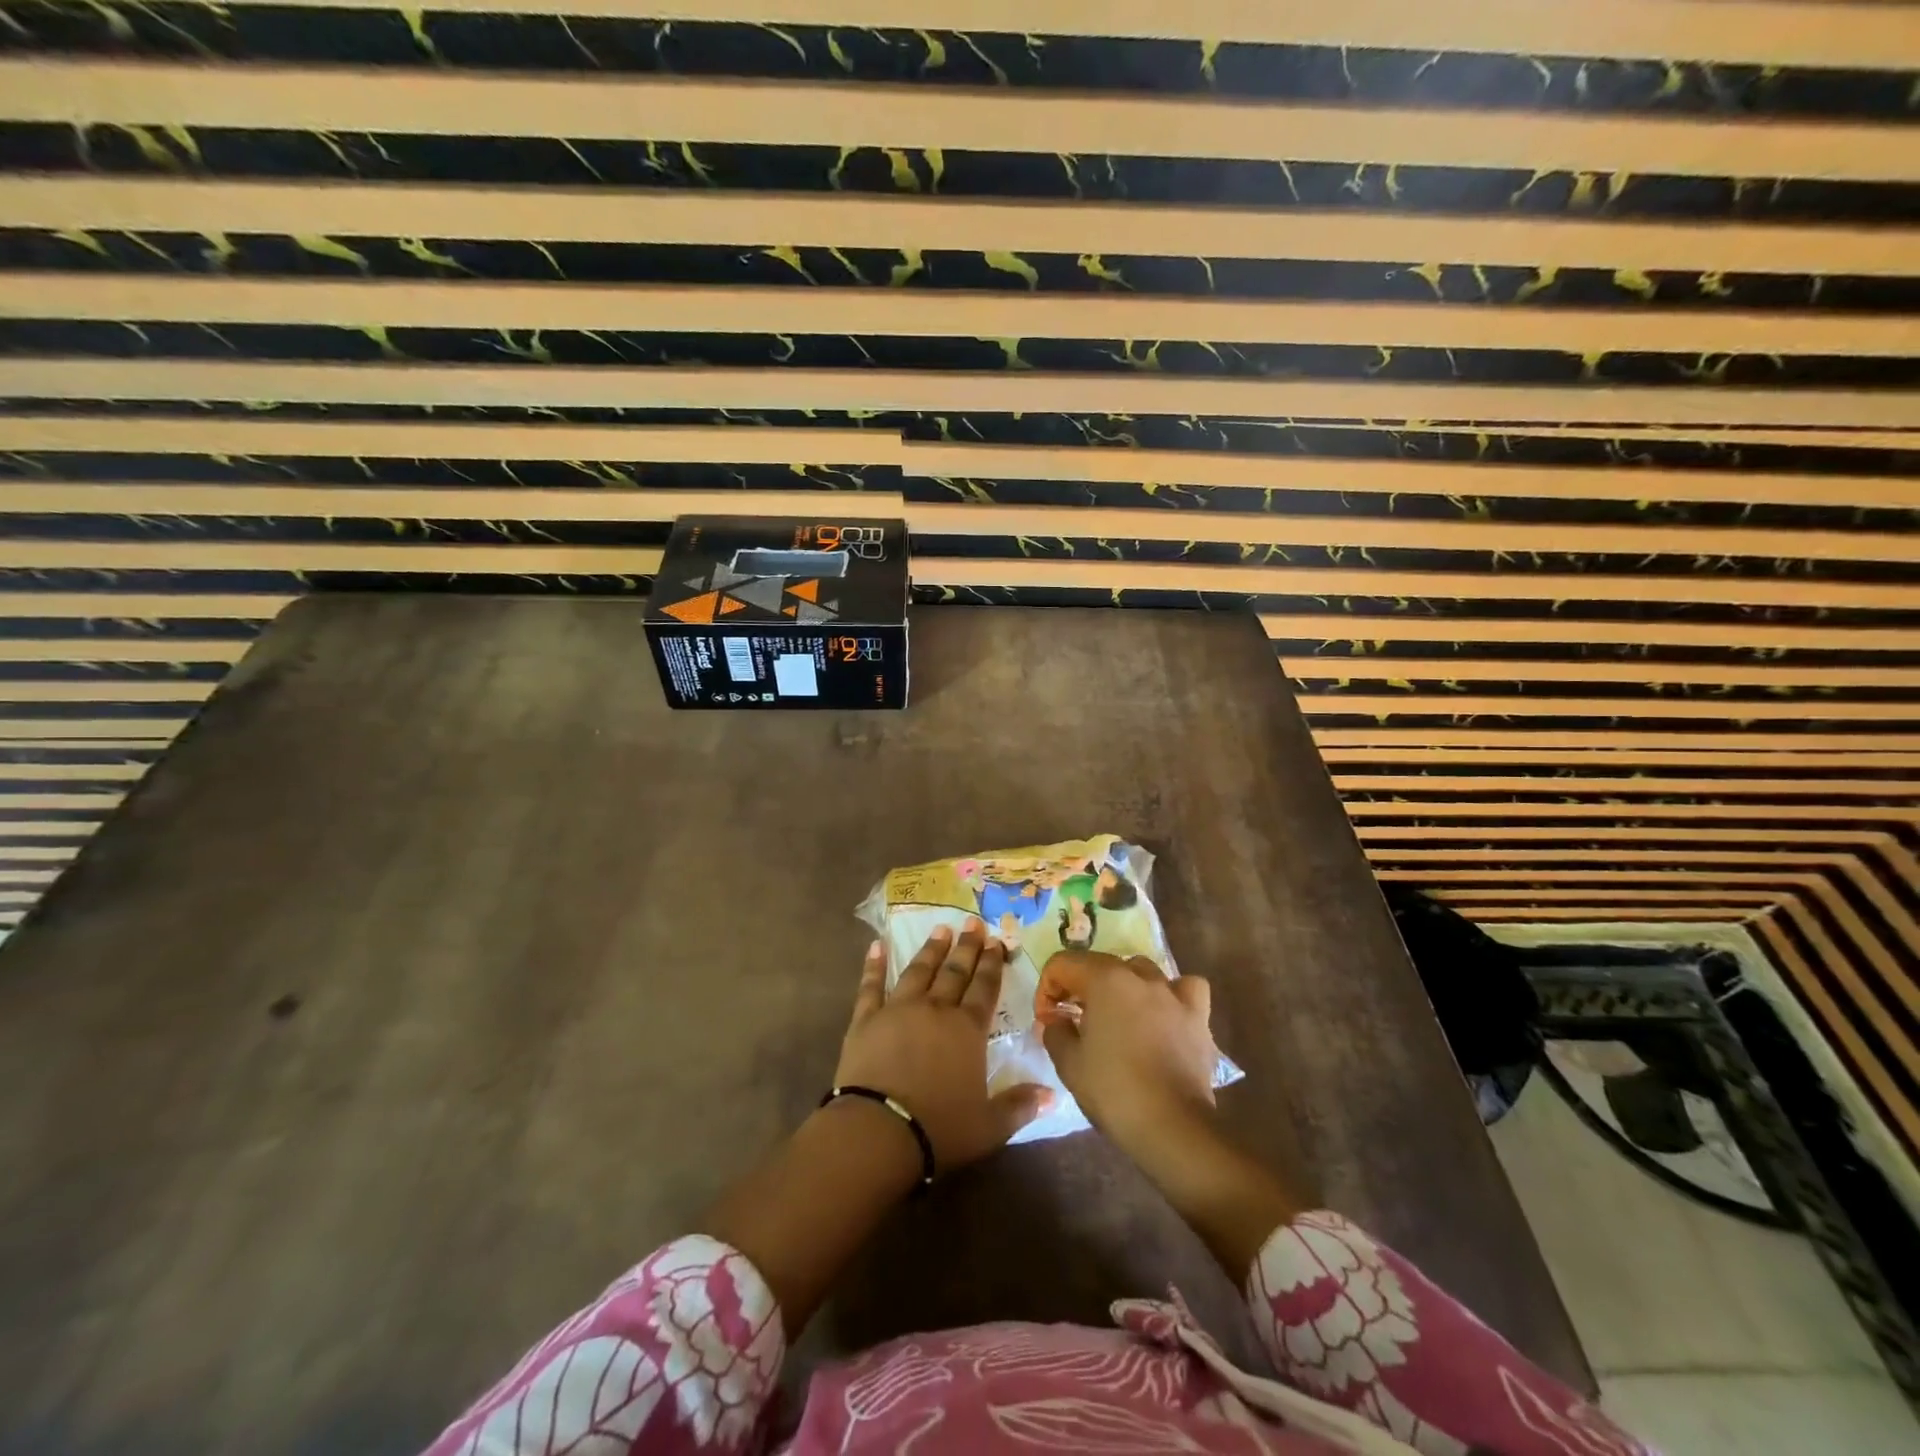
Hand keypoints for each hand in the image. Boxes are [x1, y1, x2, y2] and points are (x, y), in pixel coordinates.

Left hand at [836, 921, 1051, 1172]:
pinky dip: (874, 966)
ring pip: (918, 971)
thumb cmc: (939, 1128)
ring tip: (940, 930)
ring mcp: (898, 1010)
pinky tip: (877, 946)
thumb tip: (1052, 1095)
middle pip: (954, 973)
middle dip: (966, 947)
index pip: (984, 989)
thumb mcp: (989, 1126)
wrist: (878, 1131)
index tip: (996, 941)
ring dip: (930, 950)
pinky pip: (871, 986)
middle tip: (973, 923)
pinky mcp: (865, 1020)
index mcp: (967, 1030)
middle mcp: (935, 1010)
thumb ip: (1020, 1106)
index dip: (991, 964)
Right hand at [1040, 952, 1218, 1159]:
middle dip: (1080, 986)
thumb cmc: (1113, 1090)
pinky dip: (1172, 994)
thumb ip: (1055, 1032)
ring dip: (1122, 986)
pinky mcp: (1197, 1016)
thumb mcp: (1068, 1063)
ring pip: (1141, 971)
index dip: (1047, 989)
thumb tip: (1056, 1021)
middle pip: (1100, 964)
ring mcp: (1172, 993)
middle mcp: (1139, 976)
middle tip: (1072, 1019)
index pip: (1063, 965)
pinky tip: (1164, 1011)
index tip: (1047, 1020)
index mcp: (1104, 979)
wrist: (1172, 1126)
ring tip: (1116, 1014)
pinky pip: (1184, 988)